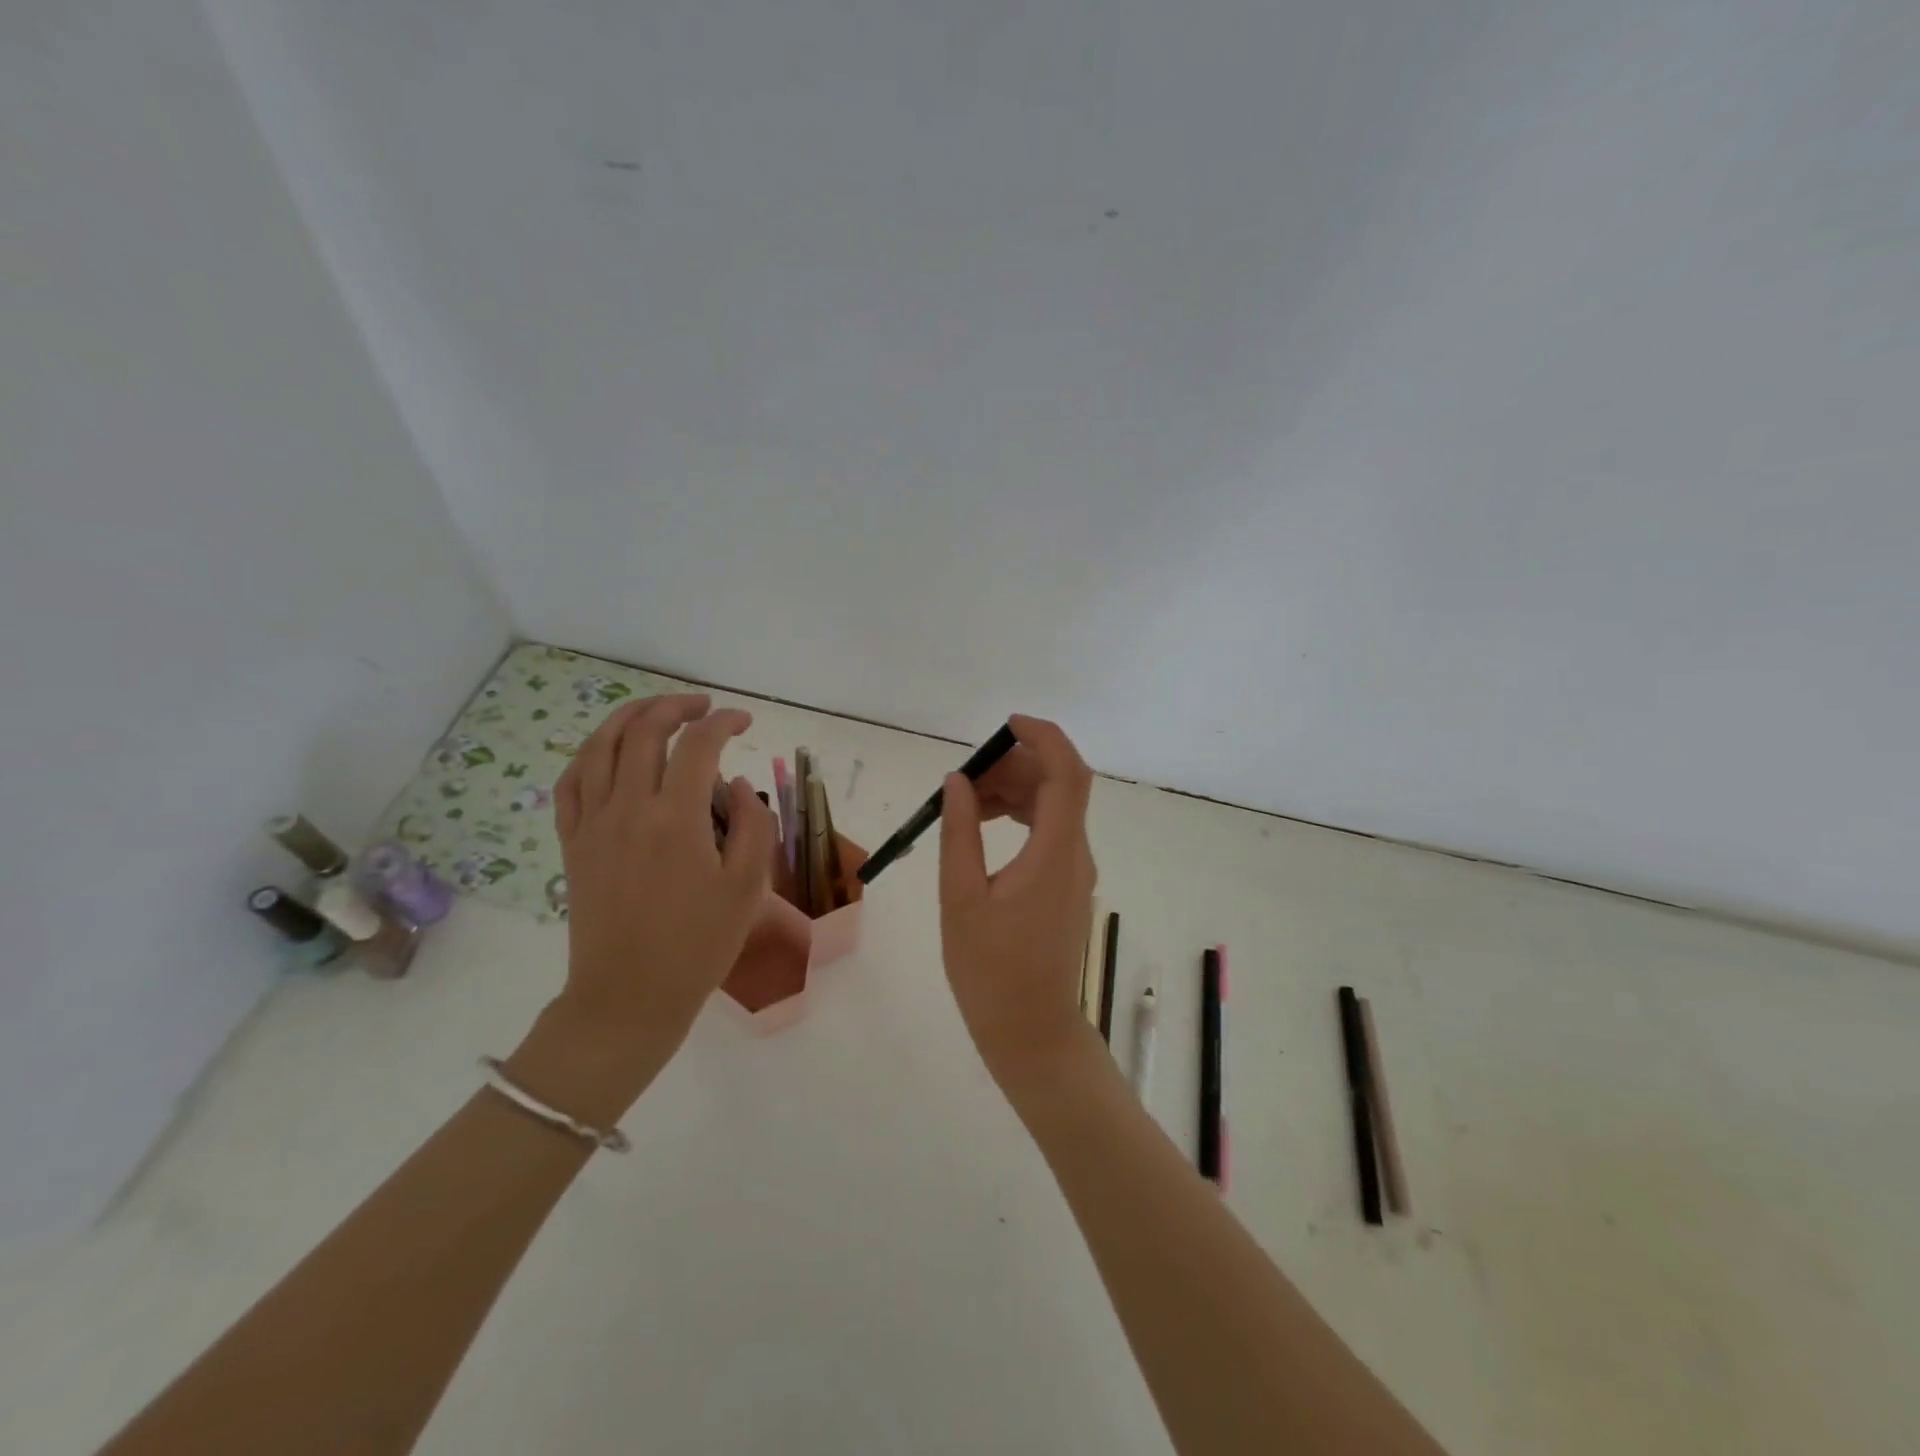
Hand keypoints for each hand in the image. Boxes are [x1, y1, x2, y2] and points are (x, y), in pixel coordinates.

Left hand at [512, 696, 775, 1115]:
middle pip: (643, 731)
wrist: (629, 998)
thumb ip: (752, 825)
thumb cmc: (698, 946)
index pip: (698, 745)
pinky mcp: (572, 843)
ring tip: (657, 711)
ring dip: (630, 717)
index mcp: (675, 819)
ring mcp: (591, 824)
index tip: (744, 722)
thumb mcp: (748, 888)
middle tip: (704, 707)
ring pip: (600, 746)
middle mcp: (627, 809)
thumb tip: (736, 785)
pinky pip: (571, 782)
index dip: (724, 722)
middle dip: (676, 706)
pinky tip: (608, 751)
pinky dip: (591, 753)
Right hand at [939, 715, 1100, 1093]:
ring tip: (968, 801)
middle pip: (1060, 785)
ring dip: (1016, 791)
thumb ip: (960, 833)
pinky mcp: (1066, 886)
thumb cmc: (991, 971)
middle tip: (967, 777)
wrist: (1031, 1031)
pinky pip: (1049, 832)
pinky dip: (1021, 816)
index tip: (1006, 725)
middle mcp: (1075, 854)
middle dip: (1016, 766)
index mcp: (1055, 853)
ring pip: (1054, 808)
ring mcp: (1075, 871)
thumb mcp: (962, 898)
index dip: (1044, 738)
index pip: (1067, 774)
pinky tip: (985, 827)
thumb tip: (958, 781)